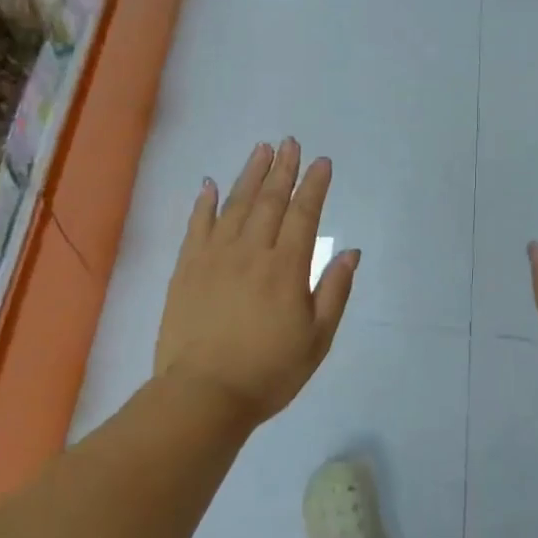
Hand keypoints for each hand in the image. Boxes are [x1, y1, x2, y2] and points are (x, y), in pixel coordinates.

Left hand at [154, 138, 358, 432]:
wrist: (203, 394)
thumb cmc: (268, 372)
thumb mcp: (317, 339)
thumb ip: (334, 292)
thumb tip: (351, 252)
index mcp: (286, 268)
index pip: (304, 215)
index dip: (314, 186)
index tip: (321, 162)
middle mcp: (251, 252)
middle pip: (269, 201)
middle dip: (283, 169)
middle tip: (290, 143)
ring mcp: (214, 257)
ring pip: (234, 205)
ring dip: (249, 175)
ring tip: (260, 150)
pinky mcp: (186, 269)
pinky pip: (196, 226)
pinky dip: (204, 203)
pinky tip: (209, 184)